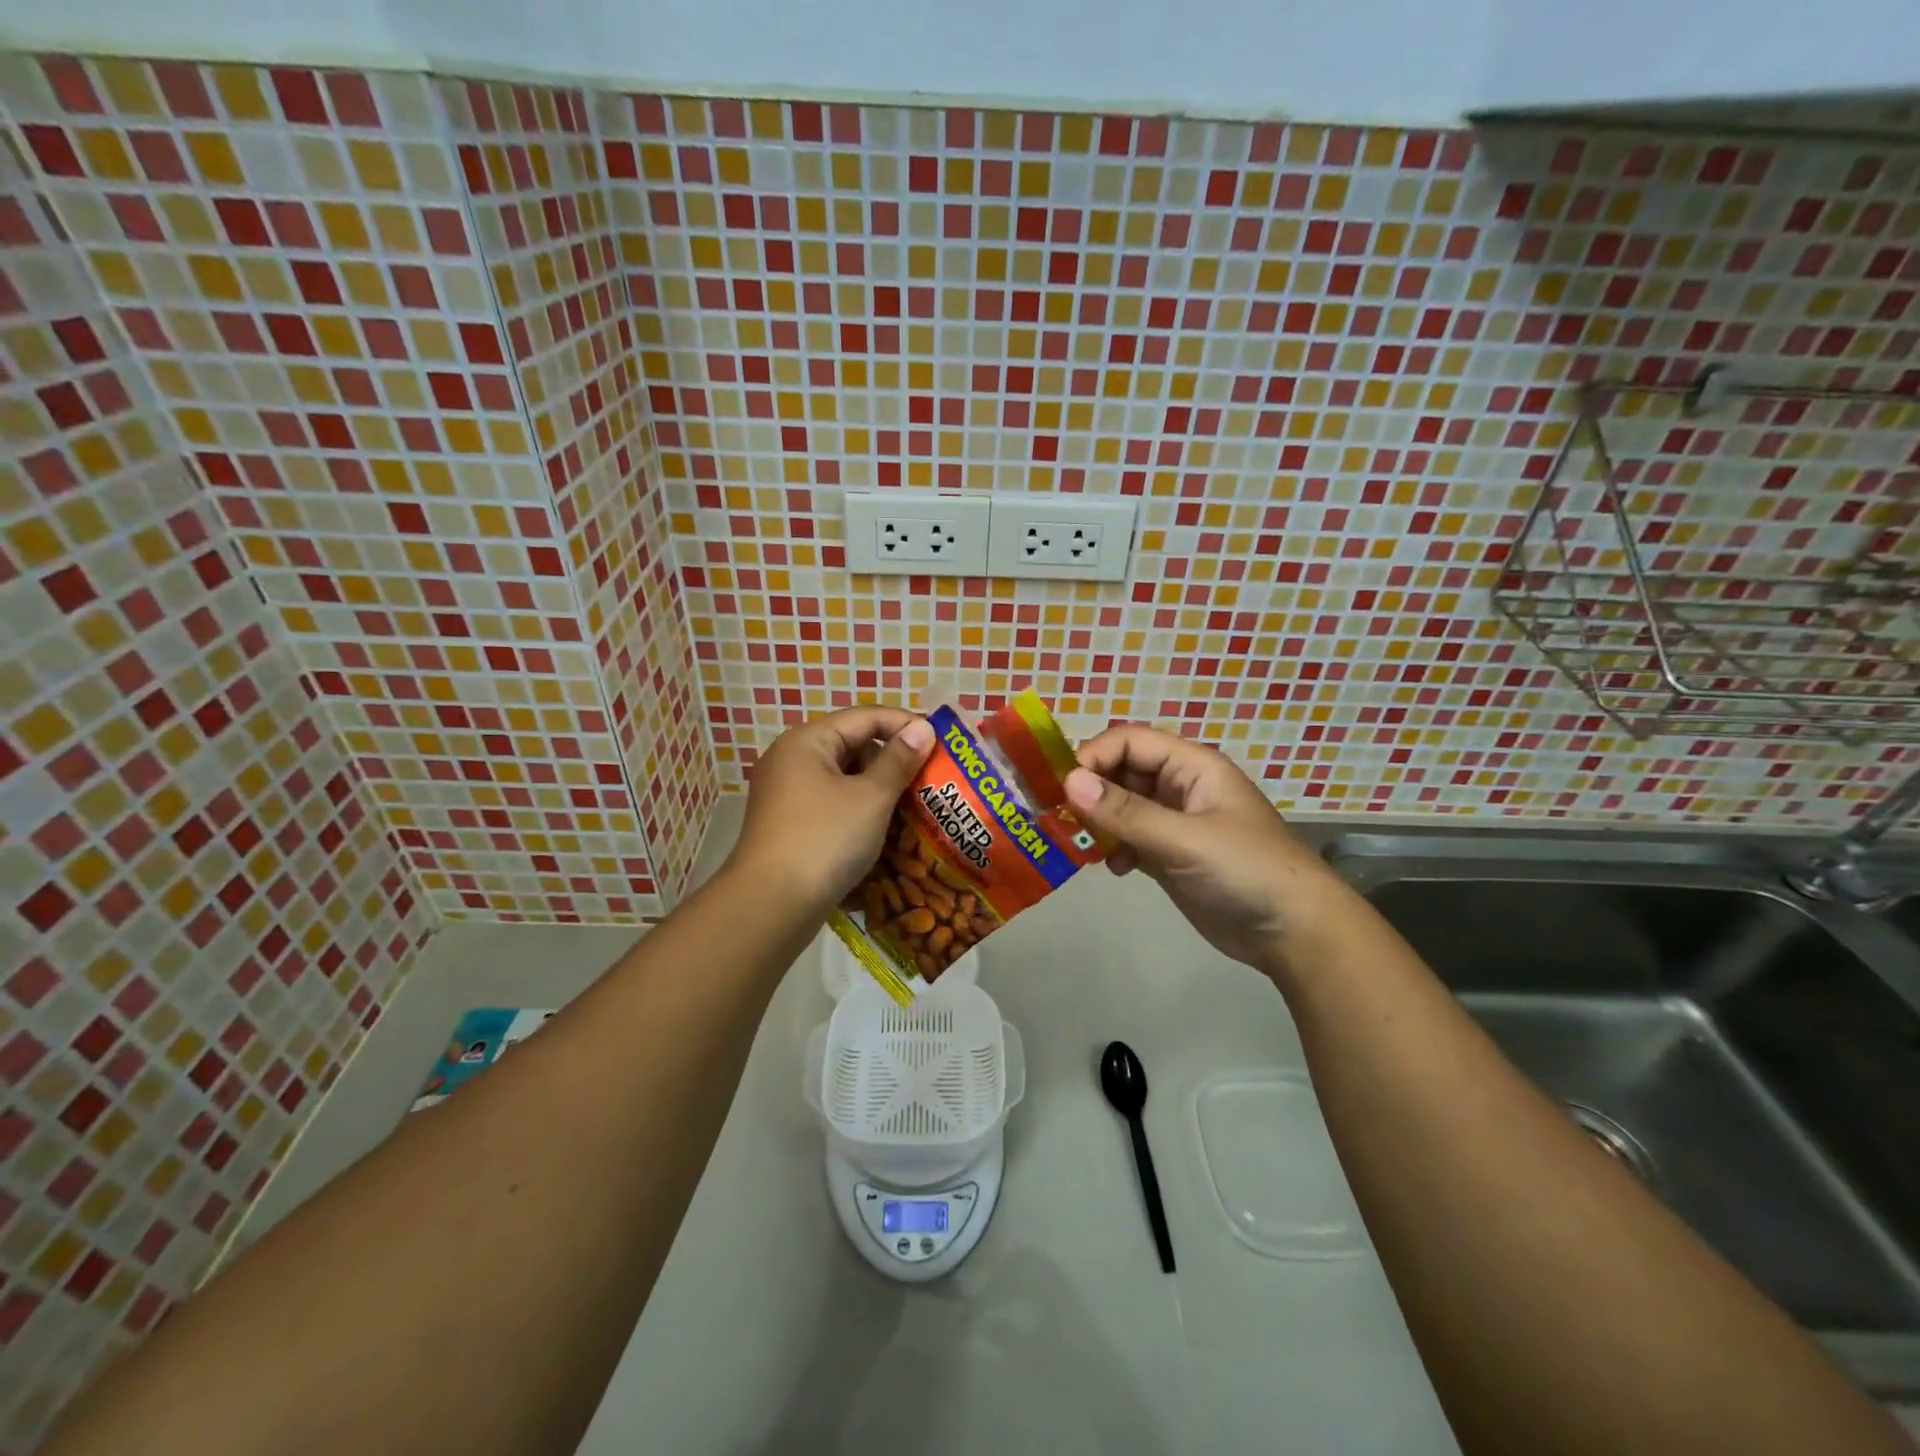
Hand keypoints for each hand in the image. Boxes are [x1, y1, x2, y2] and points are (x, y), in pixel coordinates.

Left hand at [729, 707, 934, 913]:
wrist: (770, 906)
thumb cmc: (825, 840)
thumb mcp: (871, 797)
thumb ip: (899, 760)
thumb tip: (923, 728)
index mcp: (807, 741)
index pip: (866, 717)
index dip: (906, 724)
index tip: (942, 741)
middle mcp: (792, 760)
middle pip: (853, 745)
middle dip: (894, 759)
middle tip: (932, 777)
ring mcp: (787, 794)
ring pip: (845, 778)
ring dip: (880, 788)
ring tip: (917, 805)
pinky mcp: (790, 825)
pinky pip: (833, 804)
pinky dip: (861, 810)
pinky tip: (887, 829)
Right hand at [1065, 725, 1334, 971]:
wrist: (1294, 933)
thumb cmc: (1246, 870)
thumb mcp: (1184, 838)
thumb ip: (1125, 812)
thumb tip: (1068, 782)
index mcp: (1191, 766)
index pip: (1129, 741)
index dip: (1094, 757)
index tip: (1063, 789)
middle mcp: (1180, 786)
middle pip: (1121, 771)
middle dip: (1091, 790)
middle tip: (1061, 817)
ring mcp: (1175, 822)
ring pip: (1121, 806)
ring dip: (1099, 821)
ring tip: (1083, 845)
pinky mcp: (1170, 855)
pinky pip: (1129, 837)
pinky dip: (1115, 847)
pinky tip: (1116, 869)